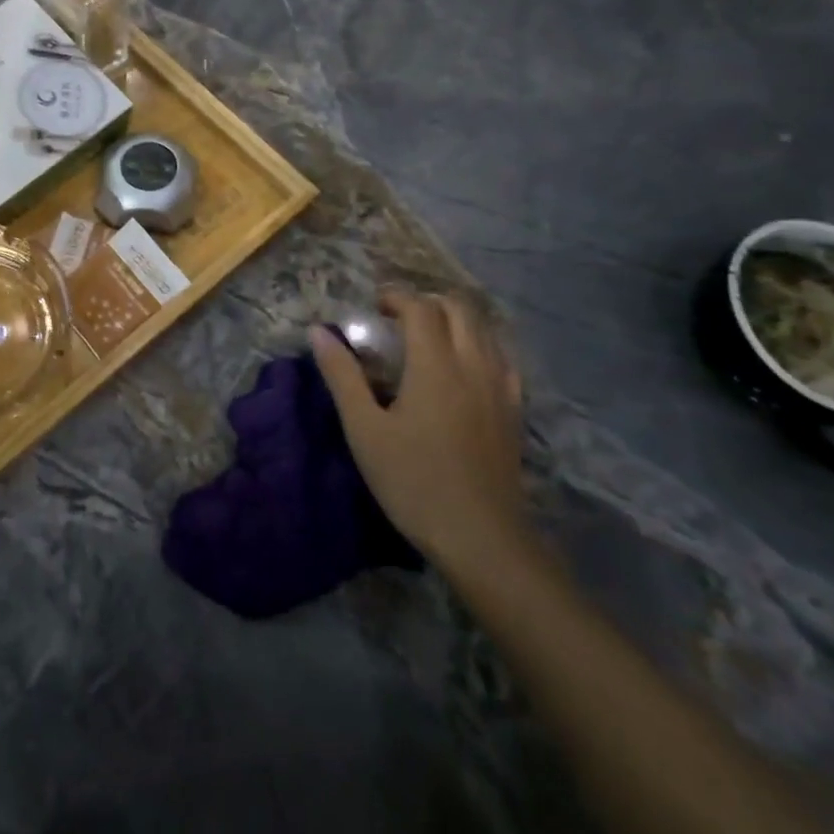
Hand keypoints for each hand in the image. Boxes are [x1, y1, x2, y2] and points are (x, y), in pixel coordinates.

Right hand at [310, 289, 530, 583]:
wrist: (481, 536)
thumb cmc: (413, 481)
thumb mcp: (364, 430)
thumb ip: (342, 376)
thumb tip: (319, 332)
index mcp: (435, 364)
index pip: (420, 308)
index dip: (396, 297)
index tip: (373, 305)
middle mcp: (473, 364)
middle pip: (459, 309)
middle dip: (427, 302)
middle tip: (398, 318)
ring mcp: (500, 387)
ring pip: (484, 330)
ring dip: (455, 320)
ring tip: (428, 337)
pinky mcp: (514, 410)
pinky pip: (501, 358)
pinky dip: (479, 345)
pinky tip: (464, 368)